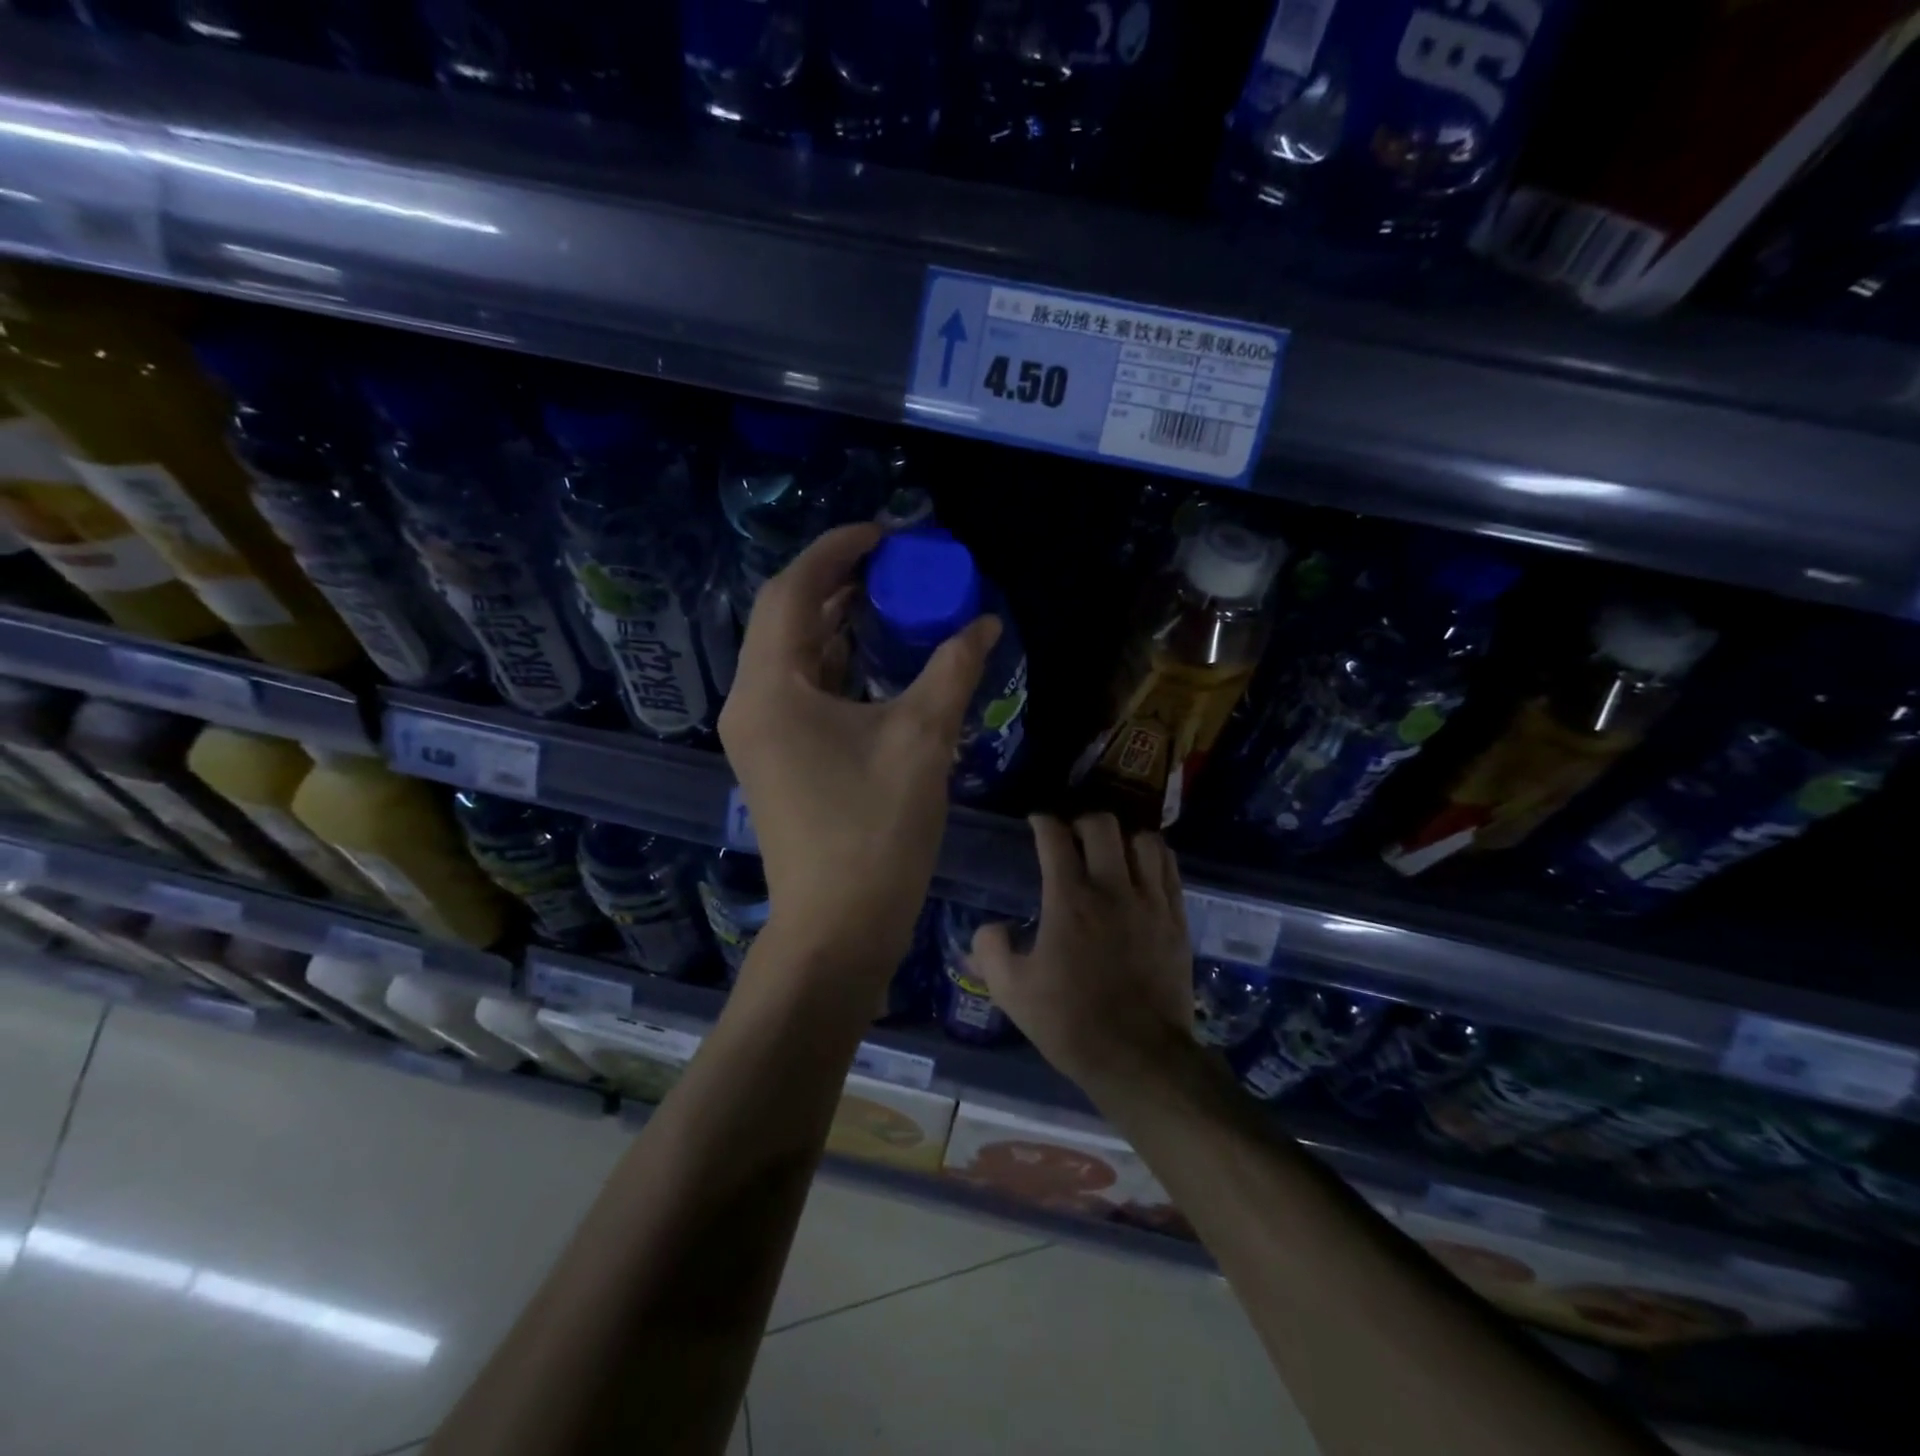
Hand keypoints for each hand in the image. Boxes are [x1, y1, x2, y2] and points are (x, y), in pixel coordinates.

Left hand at [720, 523, 1000, 978]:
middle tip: (894, 564)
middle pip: (788, 618)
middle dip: (838, 582)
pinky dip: (838, 664)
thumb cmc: (876, 830)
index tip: (885, 534)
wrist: (839, 926)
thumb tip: (984, 624)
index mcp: (771, 688)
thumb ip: (952, 670)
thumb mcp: (922, 740)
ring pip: (794, 655)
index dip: (836, 552)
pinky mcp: (778, 757)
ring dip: (838, 623)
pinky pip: (802, 689)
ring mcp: (761, 733)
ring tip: (891, 599)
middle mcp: (752, 702)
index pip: (792, 591)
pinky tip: (878, 659)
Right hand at [970, 814, 1193, 1089]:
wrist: (1138, 1057)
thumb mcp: (1011, 991)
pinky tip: (1141, 869)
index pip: (1055, 837)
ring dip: (1122, 838)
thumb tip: (990, 928)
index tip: (1036, 823)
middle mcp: (1112, 889)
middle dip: (1081, 822)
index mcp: (1069, 900)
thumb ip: (990, 950)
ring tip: (1110, 853)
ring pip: (1143, 840)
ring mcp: (1151, 902)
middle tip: (1071, 838)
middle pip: (1102, 825)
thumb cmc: (1070, 1022)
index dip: (1042, 822)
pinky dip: (1153, 857)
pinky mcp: (1177, 919)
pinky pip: (1169, 868)